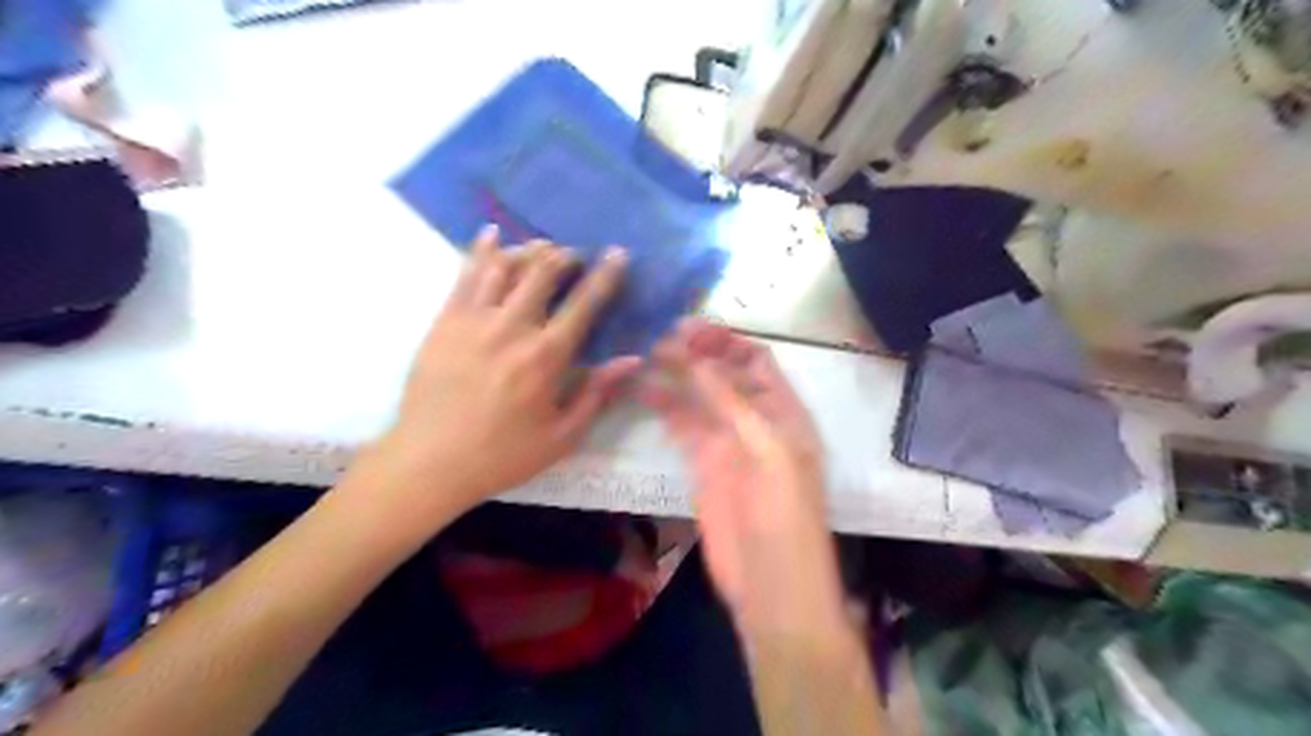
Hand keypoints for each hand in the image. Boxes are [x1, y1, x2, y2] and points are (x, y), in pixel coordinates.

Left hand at [374, 224, 639, 518]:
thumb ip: (598, 393)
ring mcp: (474, 320)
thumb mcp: (562, 435)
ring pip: (505, 265)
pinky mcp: (445, 321)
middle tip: (574, 256)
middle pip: (543, 272)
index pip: (584, 303)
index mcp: (546, 356)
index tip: (618, 253)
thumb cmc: (503, 454)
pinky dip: (481, 250)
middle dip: (565, 256)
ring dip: (528, 251)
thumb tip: (632, 359)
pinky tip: (491, 235)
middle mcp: (513, 327)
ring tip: (541, 249)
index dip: (605, 275)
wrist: (430, 462)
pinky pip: (465, 274)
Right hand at [644, 323, 850, 638]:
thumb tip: (697, 357)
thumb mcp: (768, 450)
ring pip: (699, 396)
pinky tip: (642, 390)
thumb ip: (732, 403)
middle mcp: (755, 419)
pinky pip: (682, 425)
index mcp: (784, 411)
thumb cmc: (784, 513)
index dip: (727, 341)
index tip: (690, 329)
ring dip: (676, 375)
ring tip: (644, 355)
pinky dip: (664, 406)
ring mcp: (726, 441)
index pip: (756, 360)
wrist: (770, 581)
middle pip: (724, 373)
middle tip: (658, 337)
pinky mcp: (702, 463)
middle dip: (696, 353)